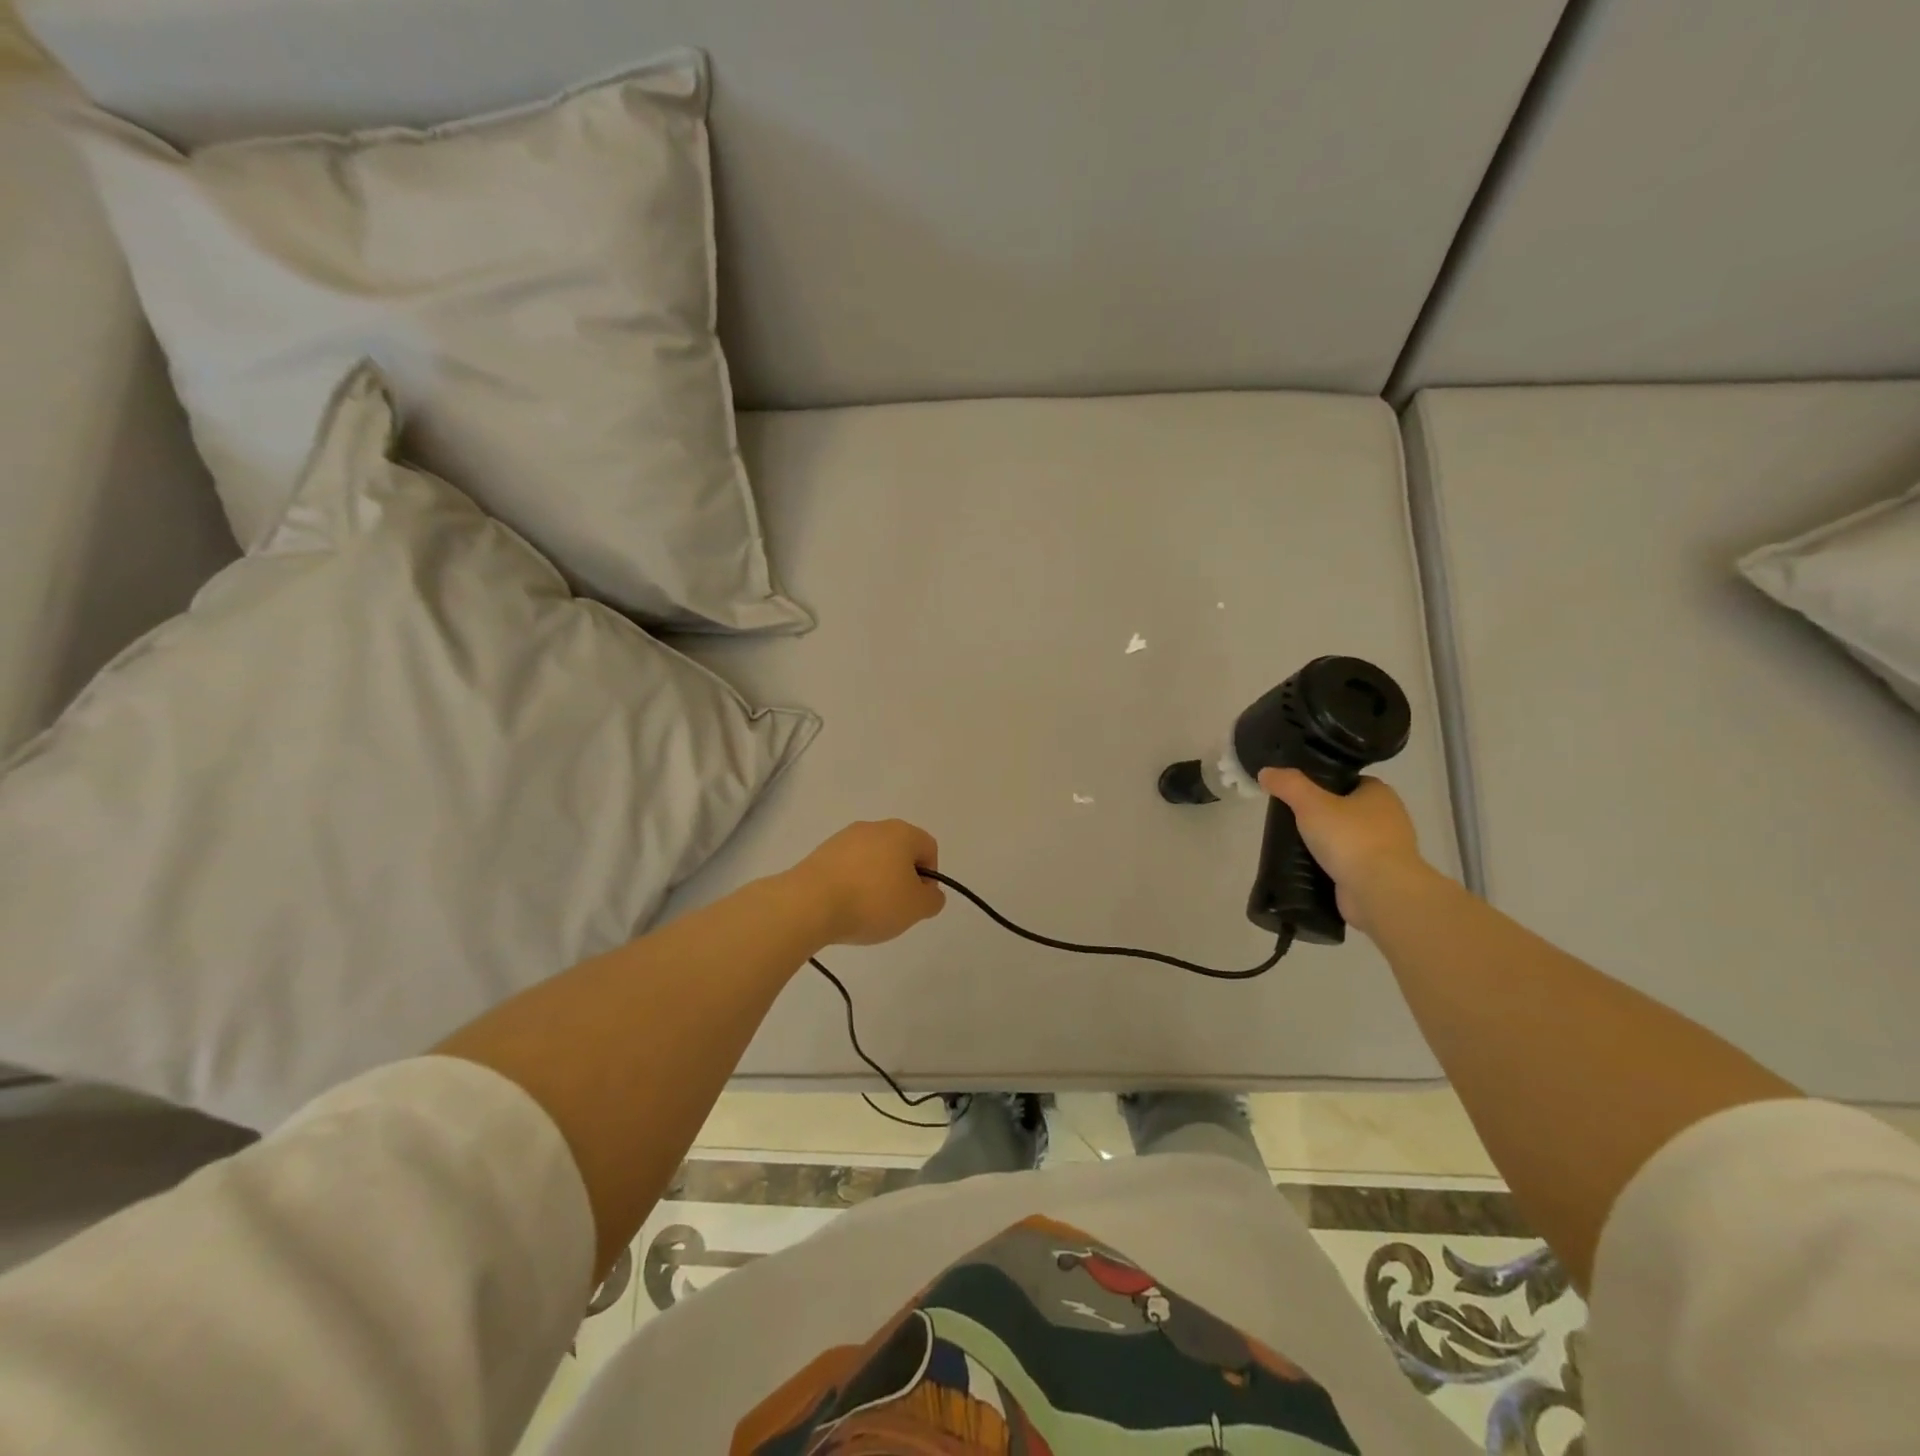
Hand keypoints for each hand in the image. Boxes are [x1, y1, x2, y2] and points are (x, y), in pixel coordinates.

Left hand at [786, 820, 945, 946]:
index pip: (928, 848)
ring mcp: (843, 838)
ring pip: (871, 859)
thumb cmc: (872, 901)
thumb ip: (932, 900)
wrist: (809, 904)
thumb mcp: (916, 908)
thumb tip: (929, 892)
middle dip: (901, 879)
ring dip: (875, 882)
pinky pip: (847, 868)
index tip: (917, 902)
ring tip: (866, 911)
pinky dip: (851, 884)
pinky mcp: (820, 853)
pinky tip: (844, 906)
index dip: (930, 877)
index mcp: (901, 832)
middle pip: (899, 852)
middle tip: (895, 909)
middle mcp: (873, 827)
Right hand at [1257, 769, 1424, 933]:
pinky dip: (1331, 866)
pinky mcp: (1378, 877)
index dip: (1324, 784)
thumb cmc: (1350, 838)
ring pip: (1347, 839)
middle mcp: (1389, 819)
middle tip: (1290, 819)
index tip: (1298, 792)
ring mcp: (1385, 850)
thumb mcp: (1311, 803)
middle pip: (1347, 810)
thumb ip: (1288, 785)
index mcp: (1380, 794)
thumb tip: (1266, 772)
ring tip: (1293, 845)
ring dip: (1325, 843)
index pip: (1349, 781)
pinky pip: (1348, 865)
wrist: (1380, 892)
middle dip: (1321, 815)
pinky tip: (1308, 868)